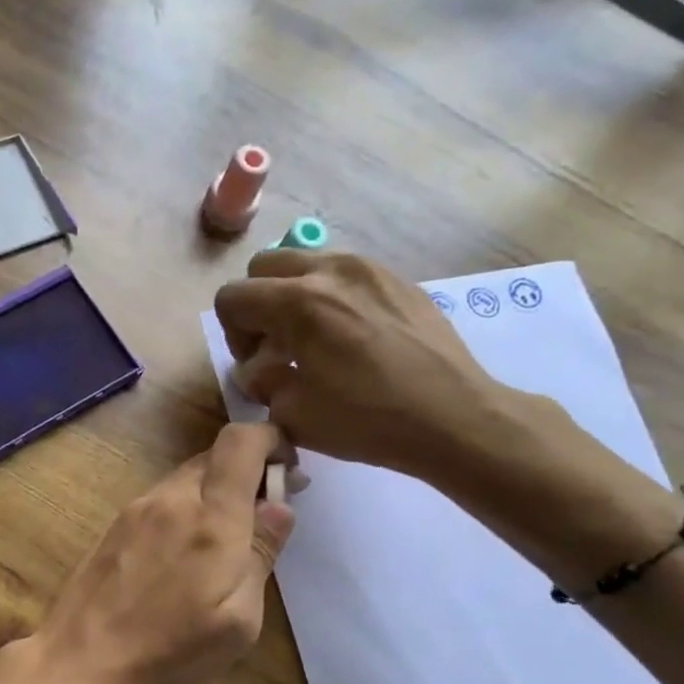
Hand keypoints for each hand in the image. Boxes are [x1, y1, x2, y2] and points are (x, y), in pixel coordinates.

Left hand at [22, 423, 295, 683]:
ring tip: (224, 542)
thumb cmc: (171, 655)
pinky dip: (185, 509)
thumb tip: (280, 506)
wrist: (80, 666)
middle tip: (265, 515)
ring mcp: (135, 510)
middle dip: (247, 473)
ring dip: (214, 494)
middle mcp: (170, 499)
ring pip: (186, 479)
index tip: (289, 469)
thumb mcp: (238, 620)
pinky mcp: (114, 526)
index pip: (241, 442)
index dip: (271, 440)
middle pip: (214, 458)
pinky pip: (161, 501)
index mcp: (211, 518)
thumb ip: (261, 553)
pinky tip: (184, 554)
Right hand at [214, 250, 516, 482]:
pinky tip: (352, 339)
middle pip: (264, 266)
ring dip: (293, 296)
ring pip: (306, 263)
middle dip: (257, 305)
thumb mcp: (294, 414)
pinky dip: (331, 297)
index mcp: (298, 303)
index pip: (232, 296)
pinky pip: (345, 274)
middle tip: (276, 346)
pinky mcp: (398, 280)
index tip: (257, 364)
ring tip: (314, 341)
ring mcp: (369, 269)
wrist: (452, 417)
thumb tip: (258, 369)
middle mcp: (331, 271)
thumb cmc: (368, 421)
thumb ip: (262, 383)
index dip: (231, 334)